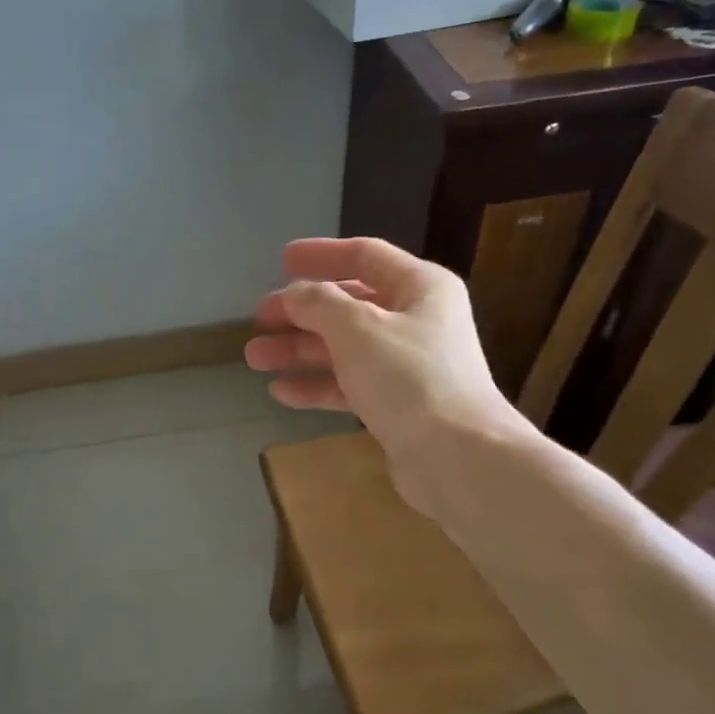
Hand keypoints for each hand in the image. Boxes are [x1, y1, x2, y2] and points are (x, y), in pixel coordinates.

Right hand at [246, 238, 525, 506]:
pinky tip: (281, 391)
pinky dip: (317, 384)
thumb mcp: (357, 328)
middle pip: (348, 305)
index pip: (364, 256)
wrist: (458, 458)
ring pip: (343, 347)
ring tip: (255, 358)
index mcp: (420, 288)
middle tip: (259, 319)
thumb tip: (295, 294)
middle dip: (300, 312)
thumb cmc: (410, 378)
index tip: (282, 260)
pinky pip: (349, 385)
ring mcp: (408, 366)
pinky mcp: (398, 405)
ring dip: (299, 350)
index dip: (322, 255)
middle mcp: (417, 320)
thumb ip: (319, 303)